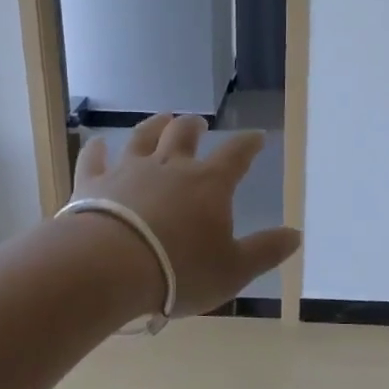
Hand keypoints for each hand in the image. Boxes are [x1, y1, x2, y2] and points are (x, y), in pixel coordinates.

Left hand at [72, 113, 301, 317]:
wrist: (109, 268)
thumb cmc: (180, 271)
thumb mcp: (234, 269)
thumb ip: (265, 251)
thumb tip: (296, 235)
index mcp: (209, 184)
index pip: (236, 155)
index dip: (249, 144)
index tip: (257, 136)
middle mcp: (170, 167)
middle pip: (183, 135)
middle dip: (194, 127)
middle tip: (198, 123)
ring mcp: (128, 171)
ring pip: (143, 138)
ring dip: (154, 125)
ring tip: (161, 118)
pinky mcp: (92, 184)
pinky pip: (94, 159)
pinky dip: (97, 149)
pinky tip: (97, 143)